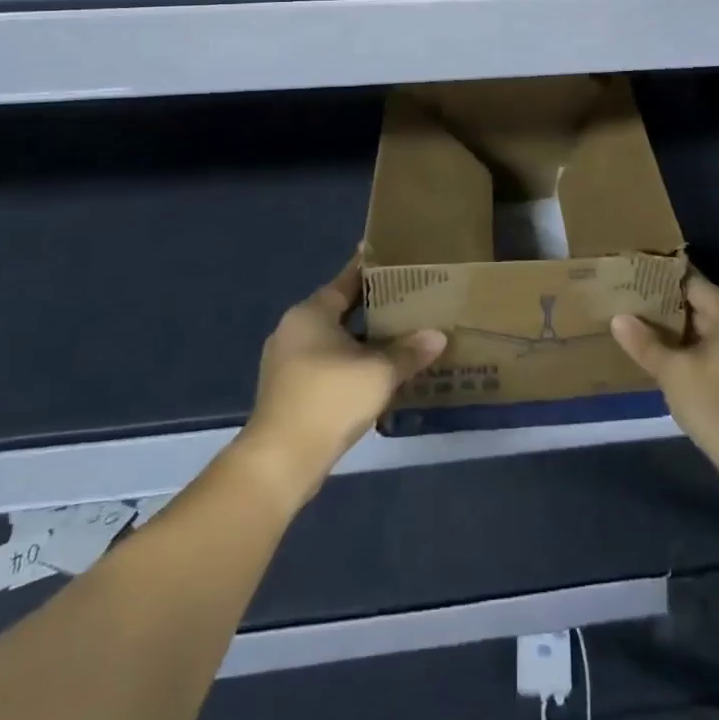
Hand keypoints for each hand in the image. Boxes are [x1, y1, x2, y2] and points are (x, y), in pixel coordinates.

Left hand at [235, 260, 446, 507]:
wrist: (280, 461)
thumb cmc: (329, 400)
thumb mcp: (379, 373)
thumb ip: (409, 351)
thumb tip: (438, 336)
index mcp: (311, 313)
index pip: (347, 279)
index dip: (371, 268)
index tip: (393, 257)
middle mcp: (294, 328)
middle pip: (339, 308)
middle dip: (372, 306)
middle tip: (407, 299)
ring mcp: (286, 360)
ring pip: (332, 338)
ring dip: (361, 338)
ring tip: (397, 335)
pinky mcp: (288, 389)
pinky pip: (325, 362)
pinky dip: (349, 361)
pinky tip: (374, 371)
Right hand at [610, 272, 718, 510]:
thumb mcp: (674, 374)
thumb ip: (645, 344)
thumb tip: (619, 318)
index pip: (692, 282)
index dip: (660, 279)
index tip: (632, 276)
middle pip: (700, 306)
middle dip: (665, 308)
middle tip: (628, 304)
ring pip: (707, 334)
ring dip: (677, 335)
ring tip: (640, 332)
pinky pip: (716, 356)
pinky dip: (693, 355)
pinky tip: (667, 365)